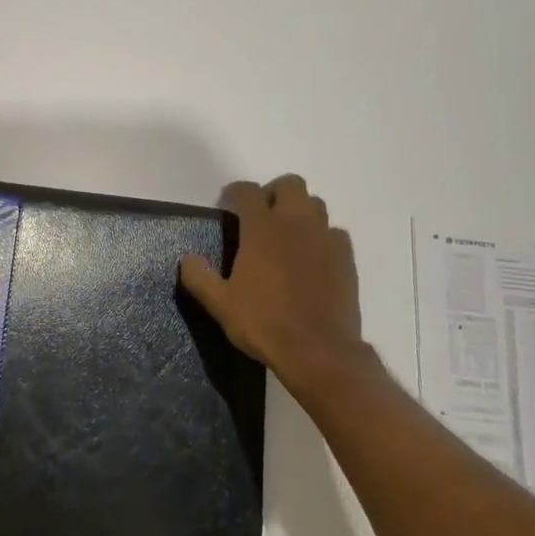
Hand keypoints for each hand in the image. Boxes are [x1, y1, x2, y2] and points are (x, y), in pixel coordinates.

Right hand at [179, 175, 369, 392]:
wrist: (319, 350)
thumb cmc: (264, 323)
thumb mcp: (220, 304)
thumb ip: (200, 277)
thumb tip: (188, 259)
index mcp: (262, 228)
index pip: (247, 191)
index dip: (234, 193)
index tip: (226, 204)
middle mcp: (296, 223)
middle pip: (290, 184)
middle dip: (273, 192)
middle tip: (260, 215)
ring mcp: (325, 238)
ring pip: (316, 204)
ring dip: (299, 210)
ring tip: (287, 234)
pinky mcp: (346, 258)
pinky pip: (334, 232)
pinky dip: (321, 236)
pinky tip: (312, 257)